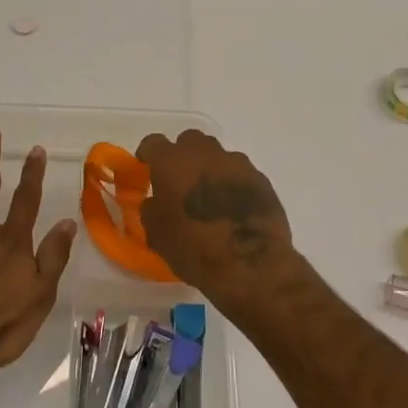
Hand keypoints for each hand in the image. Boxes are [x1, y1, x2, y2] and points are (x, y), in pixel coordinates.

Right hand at [134, 130, 294, 303]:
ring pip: (217, 155)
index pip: (153, 143)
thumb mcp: (157, 234)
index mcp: (172, 163)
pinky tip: (234, 208)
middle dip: (182, 156)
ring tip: (210, 197)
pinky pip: (240, 174)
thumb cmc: (194, 250)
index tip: (147, 168)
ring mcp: (237, 163)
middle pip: (189, 141)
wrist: (251, 266)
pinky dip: (233, 184)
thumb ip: (152, 209)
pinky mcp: (261, 178)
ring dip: (210, 169)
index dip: (148, 155)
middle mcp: (204, 153)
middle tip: (180, 181)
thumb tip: (157, 201)